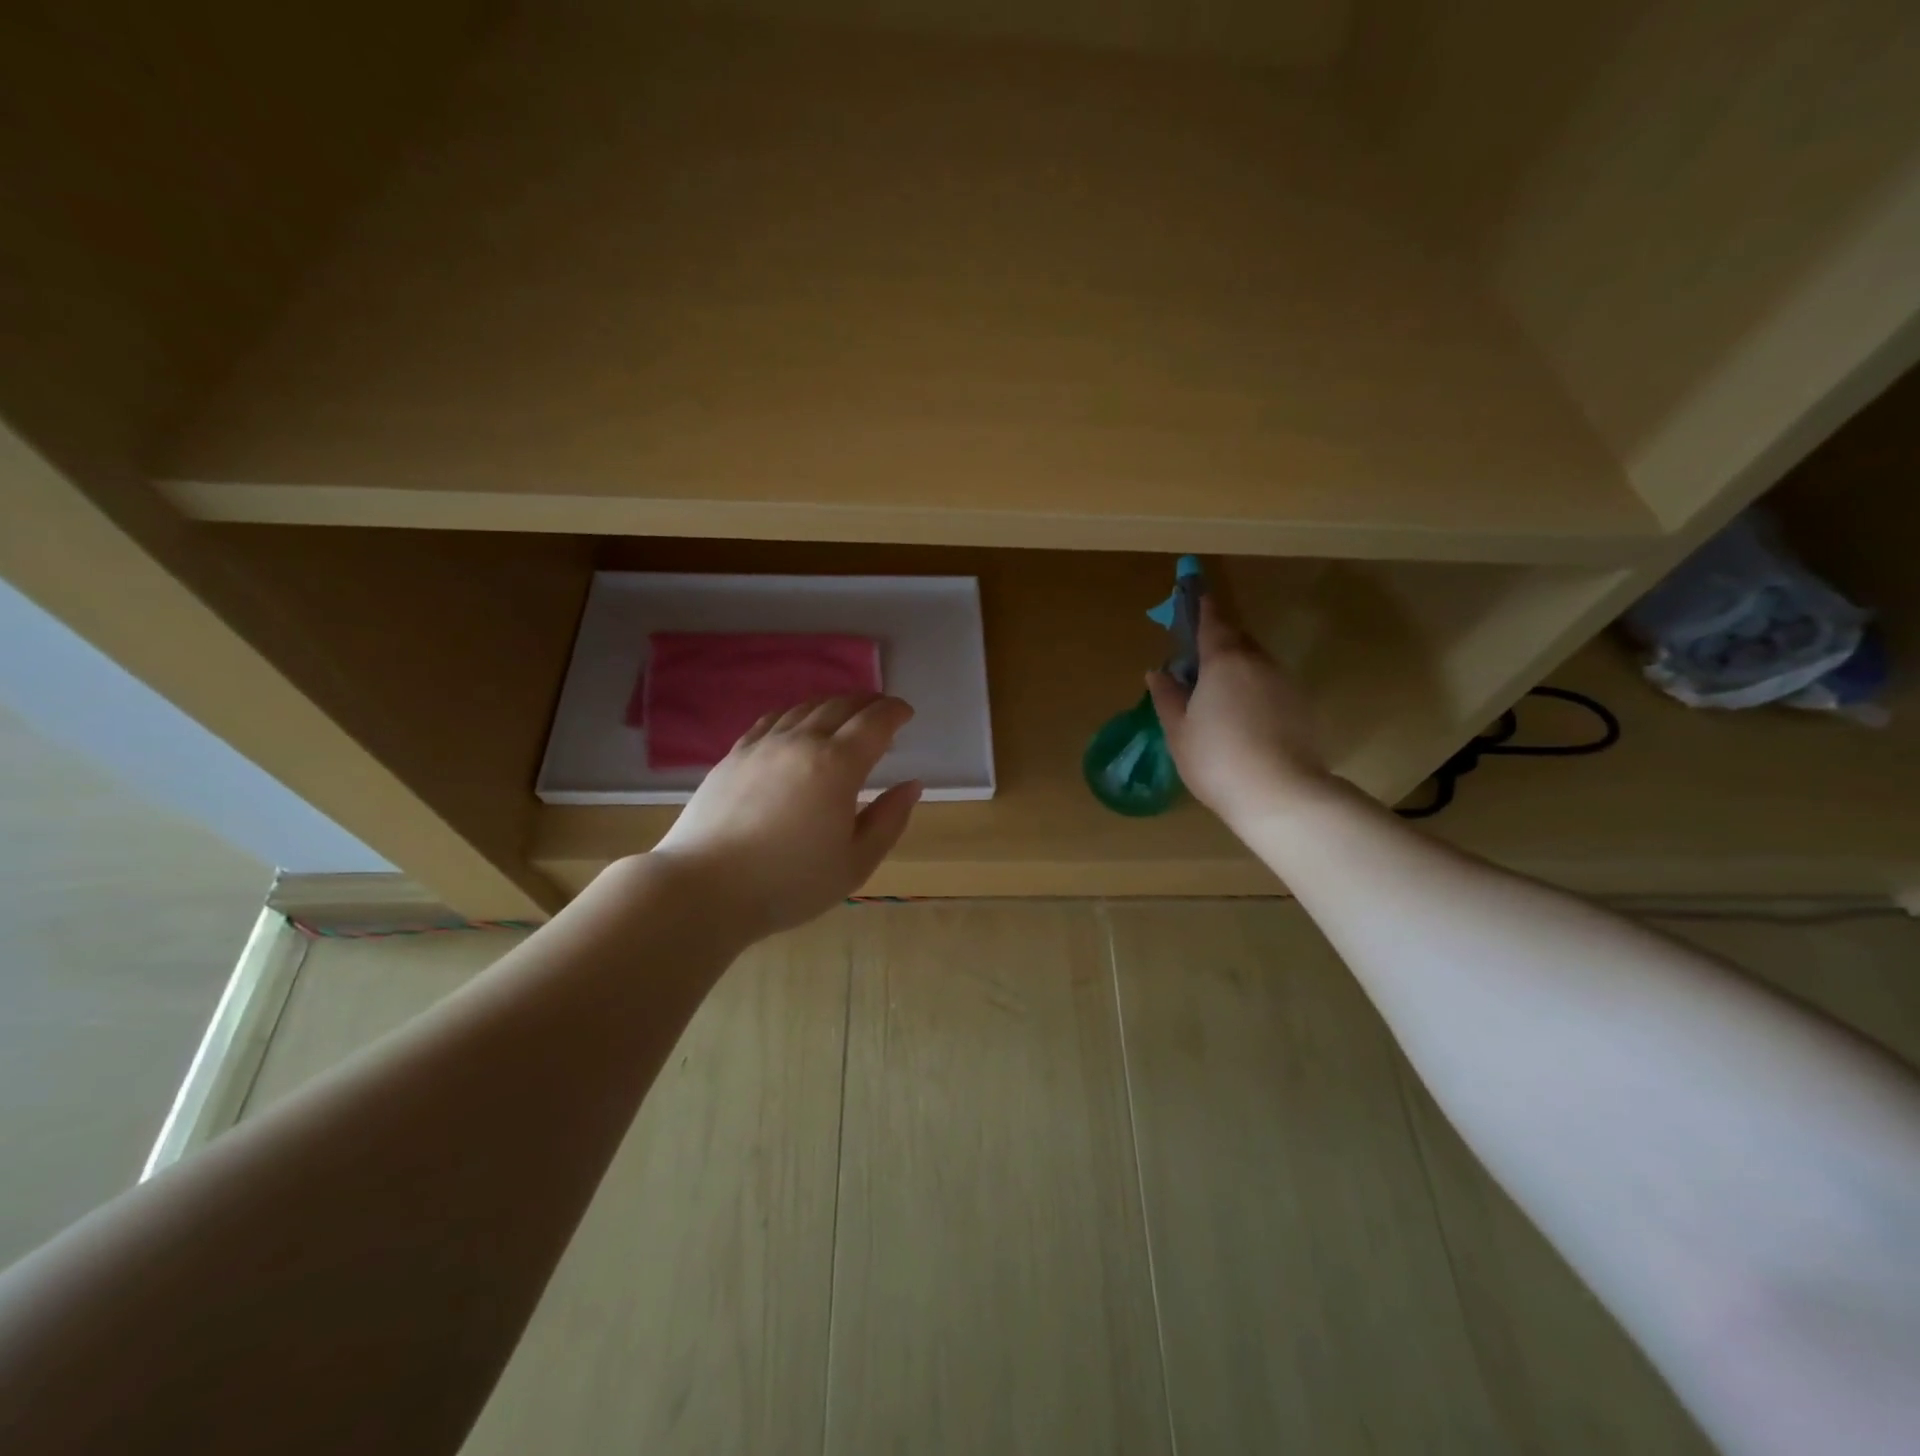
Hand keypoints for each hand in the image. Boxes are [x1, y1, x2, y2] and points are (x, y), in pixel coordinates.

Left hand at [650, 694, 921, 937]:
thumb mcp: (855, 863)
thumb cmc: (789, 883)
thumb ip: (889, 820)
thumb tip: (911, 785)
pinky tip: (797, 725)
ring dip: (833, 704)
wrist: (704, 888)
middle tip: (882, 711)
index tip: (907, 714)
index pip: (874, 722)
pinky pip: (772, 720)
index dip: (895, 712)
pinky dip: (796, 714)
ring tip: (845, 714)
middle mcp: (801, 742)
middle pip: (841, 706)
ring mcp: (763, 745)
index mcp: (837, 765)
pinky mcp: (734, 755)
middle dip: (868, 703)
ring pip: (805, 708)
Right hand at [1147, 597, 1330, 826]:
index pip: (1212, 622)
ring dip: (1235, 666)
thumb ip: (1168, 696)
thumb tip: (1158, 672)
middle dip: (1217, 639)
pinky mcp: (1301, 706)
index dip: (1201, 606)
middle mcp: (1258, 662)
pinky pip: (1269, 685)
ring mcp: (1284, 683)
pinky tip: (1241, 716)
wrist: (1280, 794)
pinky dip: (1253, 688)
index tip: (1193, 590)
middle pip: (1236, 639)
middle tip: (1196, 655)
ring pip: (1255, 663)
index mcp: (1224, 661)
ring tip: (1215, 692)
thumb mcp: (1179, 731)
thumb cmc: (1217, 759)